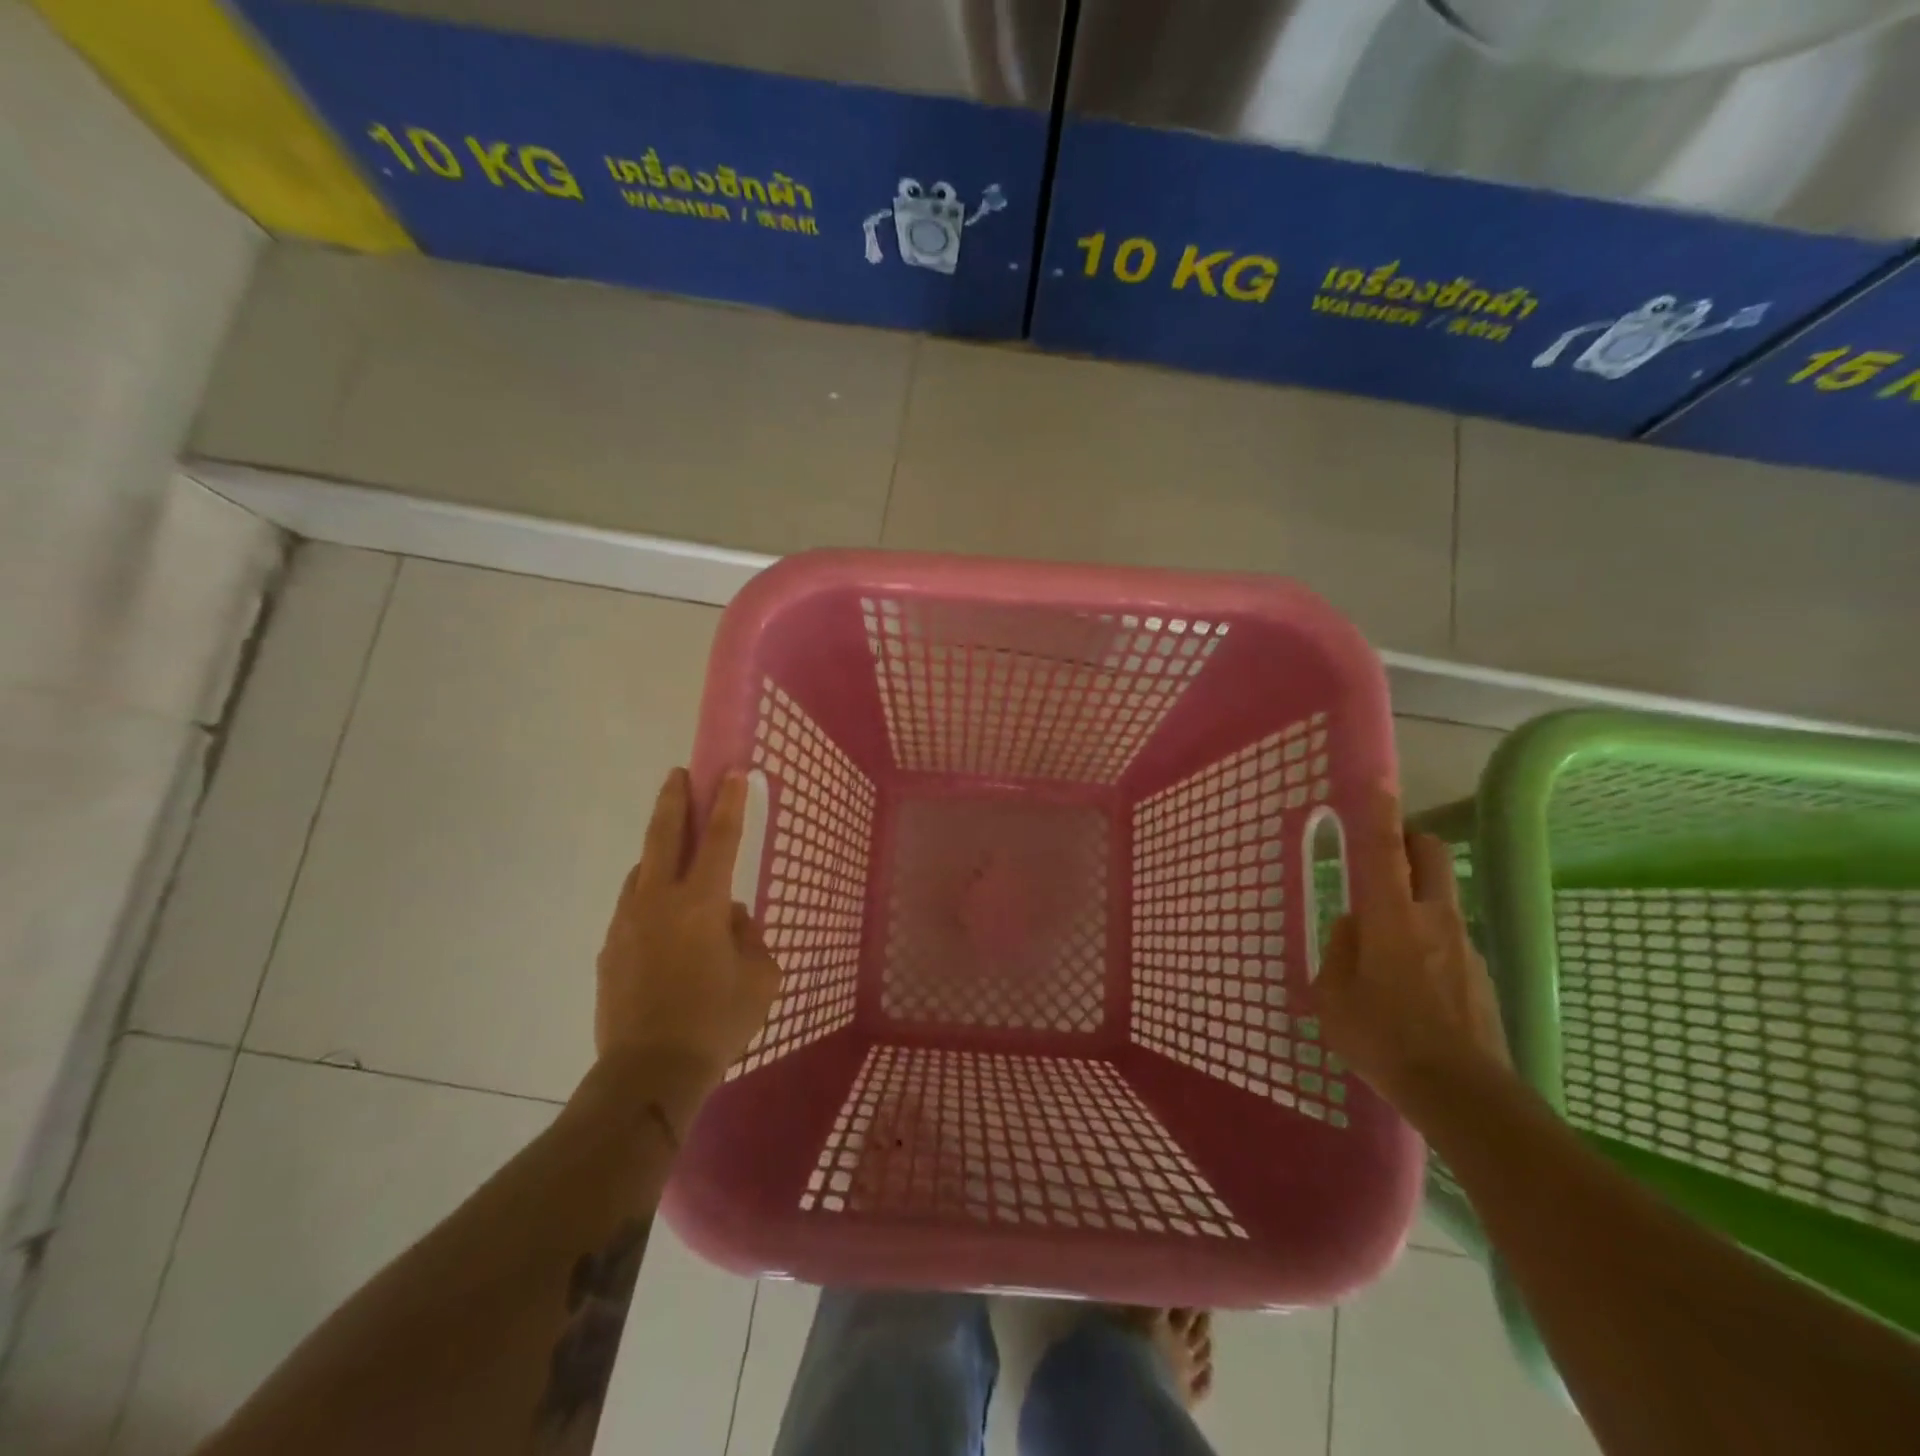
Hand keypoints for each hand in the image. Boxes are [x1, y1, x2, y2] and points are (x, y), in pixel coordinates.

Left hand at [594, 769, 779, 1120]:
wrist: (649, 1073)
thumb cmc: (717, 1022)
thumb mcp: (761, 977)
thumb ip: (749, 936)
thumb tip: (730, 919)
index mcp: (702, 903)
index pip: (721, 838)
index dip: (729, 802)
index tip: (731, 771)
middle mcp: (659, 901)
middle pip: (664, 835)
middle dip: (674, 799)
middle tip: (678, 774)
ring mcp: (627, 922)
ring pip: (642, 871)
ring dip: (658, 853)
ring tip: (675, 854)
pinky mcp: (610, 948)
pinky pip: (632, 908)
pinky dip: (648, 898)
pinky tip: (662, 920)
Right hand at [1315, 782, 1511, 1115]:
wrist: (1463, 1095)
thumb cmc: (1383, 1039)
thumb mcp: (1333, 996)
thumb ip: (1340, 950)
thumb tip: (1354, 928)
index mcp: (1390, 917)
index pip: (1383, 849)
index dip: (1378, 811)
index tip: (1377, 780)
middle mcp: (1432, 918)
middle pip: (1429, 853)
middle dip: (1408, 839)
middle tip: (1380, 853)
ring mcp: (1463, 944)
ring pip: (1439, 896)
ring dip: (1413, 897)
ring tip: (1383, 946)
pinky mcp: (1480, 972)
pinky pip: (1448, 937)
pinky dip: (1426, 940)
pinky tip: (1409, 985)